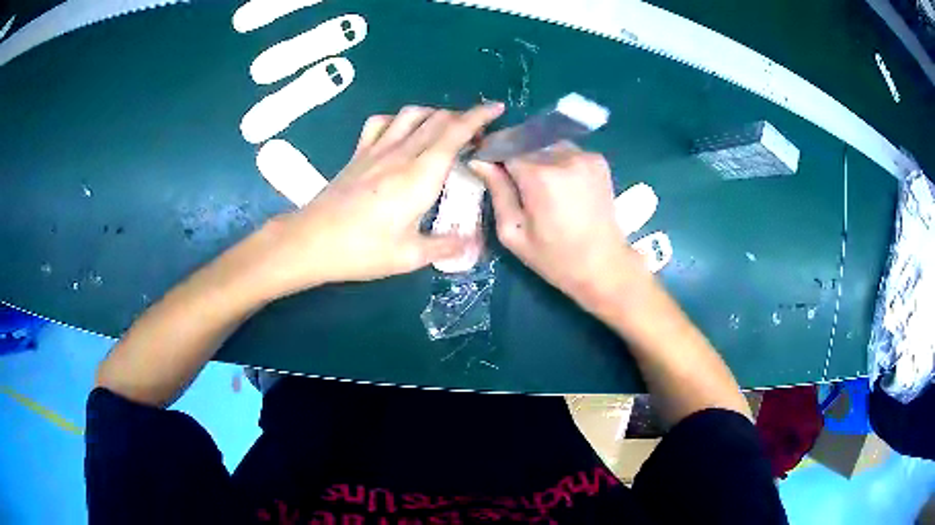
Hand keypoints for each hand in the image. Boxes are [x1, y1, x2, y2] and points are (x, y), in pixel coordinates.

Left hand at [249, 103, 504, 296]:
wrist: (311, 241)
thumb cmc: (362, 250)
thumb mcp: (409, 256)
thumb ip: (445, 246)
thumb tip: (471, 244)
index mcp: (420, 175)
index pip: (455, 133)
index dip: (479, 117)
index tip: (497, 109)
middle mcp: (401, 153)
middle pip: (437, 119)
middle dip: (463, 117)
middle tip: (478, 133)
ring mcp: (376, 149)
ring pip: (411, 114)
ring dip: (434, 114)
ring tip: (445, 129)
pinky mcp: (358, 153)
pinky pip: (381, 122)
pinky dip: (399, 119)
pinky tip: (402, 132)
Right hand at [472, 143, 647, 308]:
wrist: (604, 266)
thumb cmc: (554, 258)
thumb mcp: (513, 233)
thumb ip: (497, 191)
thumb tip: (478, 161)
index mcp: (540, 176)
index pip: (505, 147)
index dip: (493, 154)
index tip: (487, 165)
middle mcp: (564, 157)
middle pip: (527, 143)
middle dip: (515, 156)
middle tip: (512, 180)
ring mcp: (585, 156)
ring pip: (547, 144)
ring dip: (537, 157)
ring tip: (538, 184)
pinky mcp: (598, 160)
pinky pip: (567, 151)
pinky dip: (557, 161)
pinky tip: (560, 185)